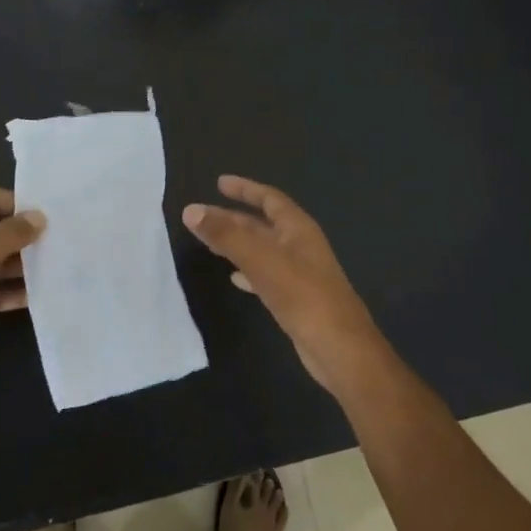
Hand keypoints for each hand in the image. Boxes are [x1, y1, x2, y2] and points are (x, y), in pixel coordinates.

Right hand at [182, 175, 390, 396]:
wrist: (339, 347)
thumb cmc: (302, 295)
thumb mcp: (260, 260)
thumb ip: (226, 235)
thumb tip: (191, 210)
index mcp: (297, 228)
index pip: (270, 198)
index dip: (245, 189)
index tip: (219, 183)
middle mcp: (300, 245)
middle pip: (263, 224)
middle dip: (233, 218)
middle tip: (202, 216)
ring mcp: (299, 273)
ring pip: (262, 250)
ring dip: (237, 244)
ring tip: (210, 243)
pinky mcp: (295, 299)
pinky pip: (266, 275)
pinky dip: (248, 272)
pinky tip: (234, 278)